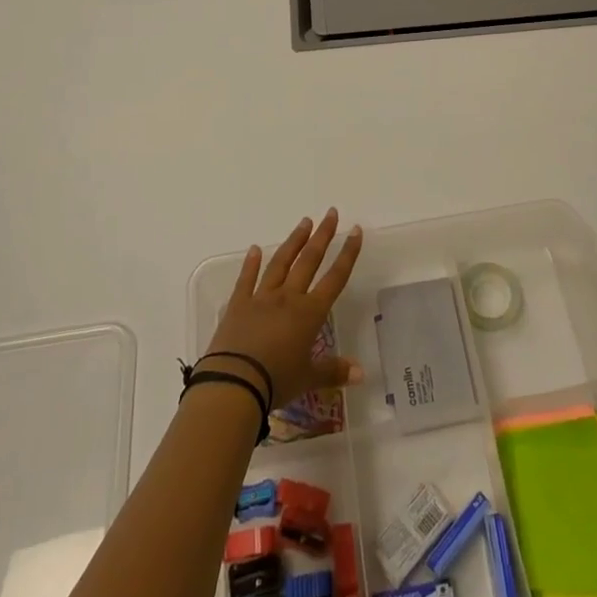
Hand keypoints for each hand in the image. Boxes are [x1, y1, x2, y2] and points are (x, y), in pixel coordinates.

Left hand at [202, 209, 364, 408]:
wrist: (234, 383)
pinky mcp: (238, 305)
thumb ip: (334, 372)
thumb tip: (361, 374)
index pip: (335, 277)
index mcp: (309, 313)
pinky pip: (246, 280)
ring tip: (304, 222)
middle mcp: (288, 298)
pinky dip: (251, 263)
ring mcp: (261, 298)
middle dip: (322, 236)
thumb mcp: (308, 379)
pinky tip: (255, 248)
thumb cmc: (276, 381)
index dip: (347, 254)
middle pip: (309, 261)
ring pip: (281, 263)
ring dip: (294, 241)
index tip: (355, 230)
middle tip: (330, 213)